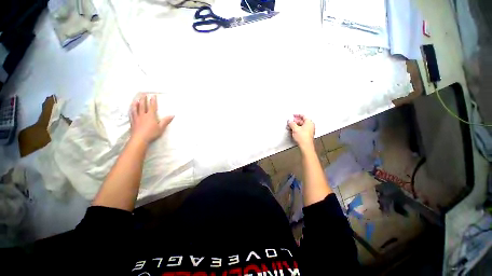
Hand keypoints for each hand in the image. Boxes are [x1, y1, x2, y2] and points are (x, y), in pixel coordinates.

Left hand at [130, 94, 173, 144]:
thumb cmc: (152, 133)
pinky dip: (132, 110)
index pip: (152, 106)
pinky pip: (132, 113)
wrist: (140, 139)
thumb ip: (166, 121)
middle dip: (144, 99)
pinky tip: (131, 109)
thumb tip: (172, 115)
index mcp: (151, 116)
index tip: (153, 96)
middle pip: (143, 105)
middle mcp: (143, 115)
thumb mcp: (161, 128)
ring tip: (136, 99)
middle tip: (143, 94)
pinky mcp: (133, 121)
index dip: (153, 101)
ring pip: (136, 108)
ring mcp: (137, 118)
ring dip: (136, 103)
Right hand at [288, 114, 314, 150]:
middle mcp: (310, 126)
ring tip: (289, 127)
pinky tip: (292, 131)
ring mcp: (309, 131)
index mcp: (309, 122)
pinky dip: (296, 130)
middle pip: (302, 121)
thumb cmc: (303, 137)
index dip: (297, 115)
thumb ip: (291, 123)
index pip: (303, 116)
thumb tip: (290, 121)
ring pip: (301, 126)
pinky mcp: (307, 135)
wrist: (305, 146)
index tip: (293, 115)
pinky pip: (301, 130)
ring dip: (295, 126)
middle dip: (295, 121)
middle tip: (290, 122)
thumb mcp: (295, 128)